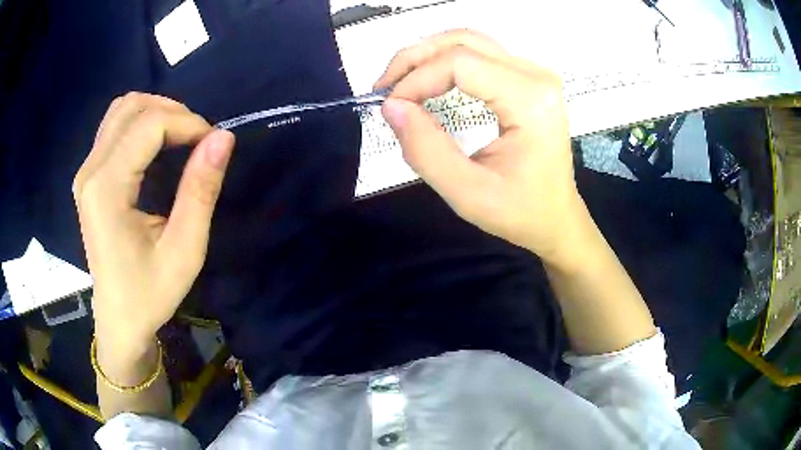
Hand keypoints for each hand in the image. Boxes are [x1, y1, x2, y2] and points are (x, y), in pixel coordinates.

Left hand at [73, 93, 234, 354]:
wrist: (119, 318)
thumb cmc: (150, 293)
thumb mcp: (184, 251)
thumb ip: (200, 191)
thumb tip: (222, 138)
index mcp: (107, 190)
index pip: (149, 125)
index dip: (188, 124)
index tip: (212, 145)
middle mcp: (90, 171)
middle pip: (133, 107)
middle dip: (173, 113)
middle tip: (198, 141)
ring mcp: (85, 171)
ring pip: (122, 109)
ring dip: (156, 112)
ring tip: (179, 138)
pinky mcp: (88, 175)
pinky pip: (114, 126)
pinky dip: (141, 122)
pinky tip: (155, 145)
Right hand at [375, 30, 583, 263]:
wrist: (556, 217)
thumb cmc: (520, 211)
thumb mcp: (467, 193)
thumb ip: (425, 150)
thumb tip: (391, 107)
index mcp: (530, 100)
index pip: (460, 63)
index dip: (416, 78)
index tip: (390, 108)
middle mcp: (537, 76)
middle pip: (463, 41)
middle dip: (415, 58)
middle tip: (385, 86)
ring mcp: (535, 73)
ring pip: (469, 41)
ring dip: (428, 56)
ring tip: (400, 82)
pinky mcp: (528, 78)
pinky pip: (479, 54)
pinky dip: (445, 62)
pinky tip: (427, 81)